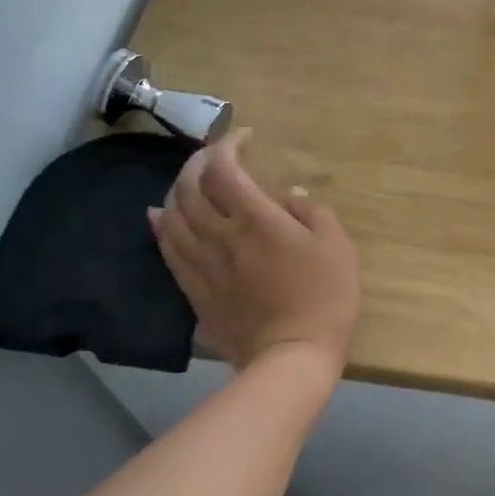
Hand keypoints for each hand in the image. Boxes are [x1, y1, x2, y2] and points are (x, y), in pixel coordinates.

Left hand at [148, 131, 358, 377]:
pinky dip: (160, 225)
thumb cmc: (324, 296)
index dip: (228, 145)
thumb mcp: (335, 243)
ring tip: (191, 181)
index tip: (244, 138)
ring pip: (172, 216)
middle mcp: (220, 236)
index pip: (224, 169)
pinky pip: (167, 250)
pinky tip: (159, 215)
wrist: (293, 357)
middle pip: (190, 187)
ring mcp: (202, 265)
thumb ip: (309, 210)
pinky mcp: (194, 290)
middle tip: (214, 155)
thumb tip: (286, 196)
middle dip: (198, 161)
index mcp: (255, 220)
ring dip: (177, 189)